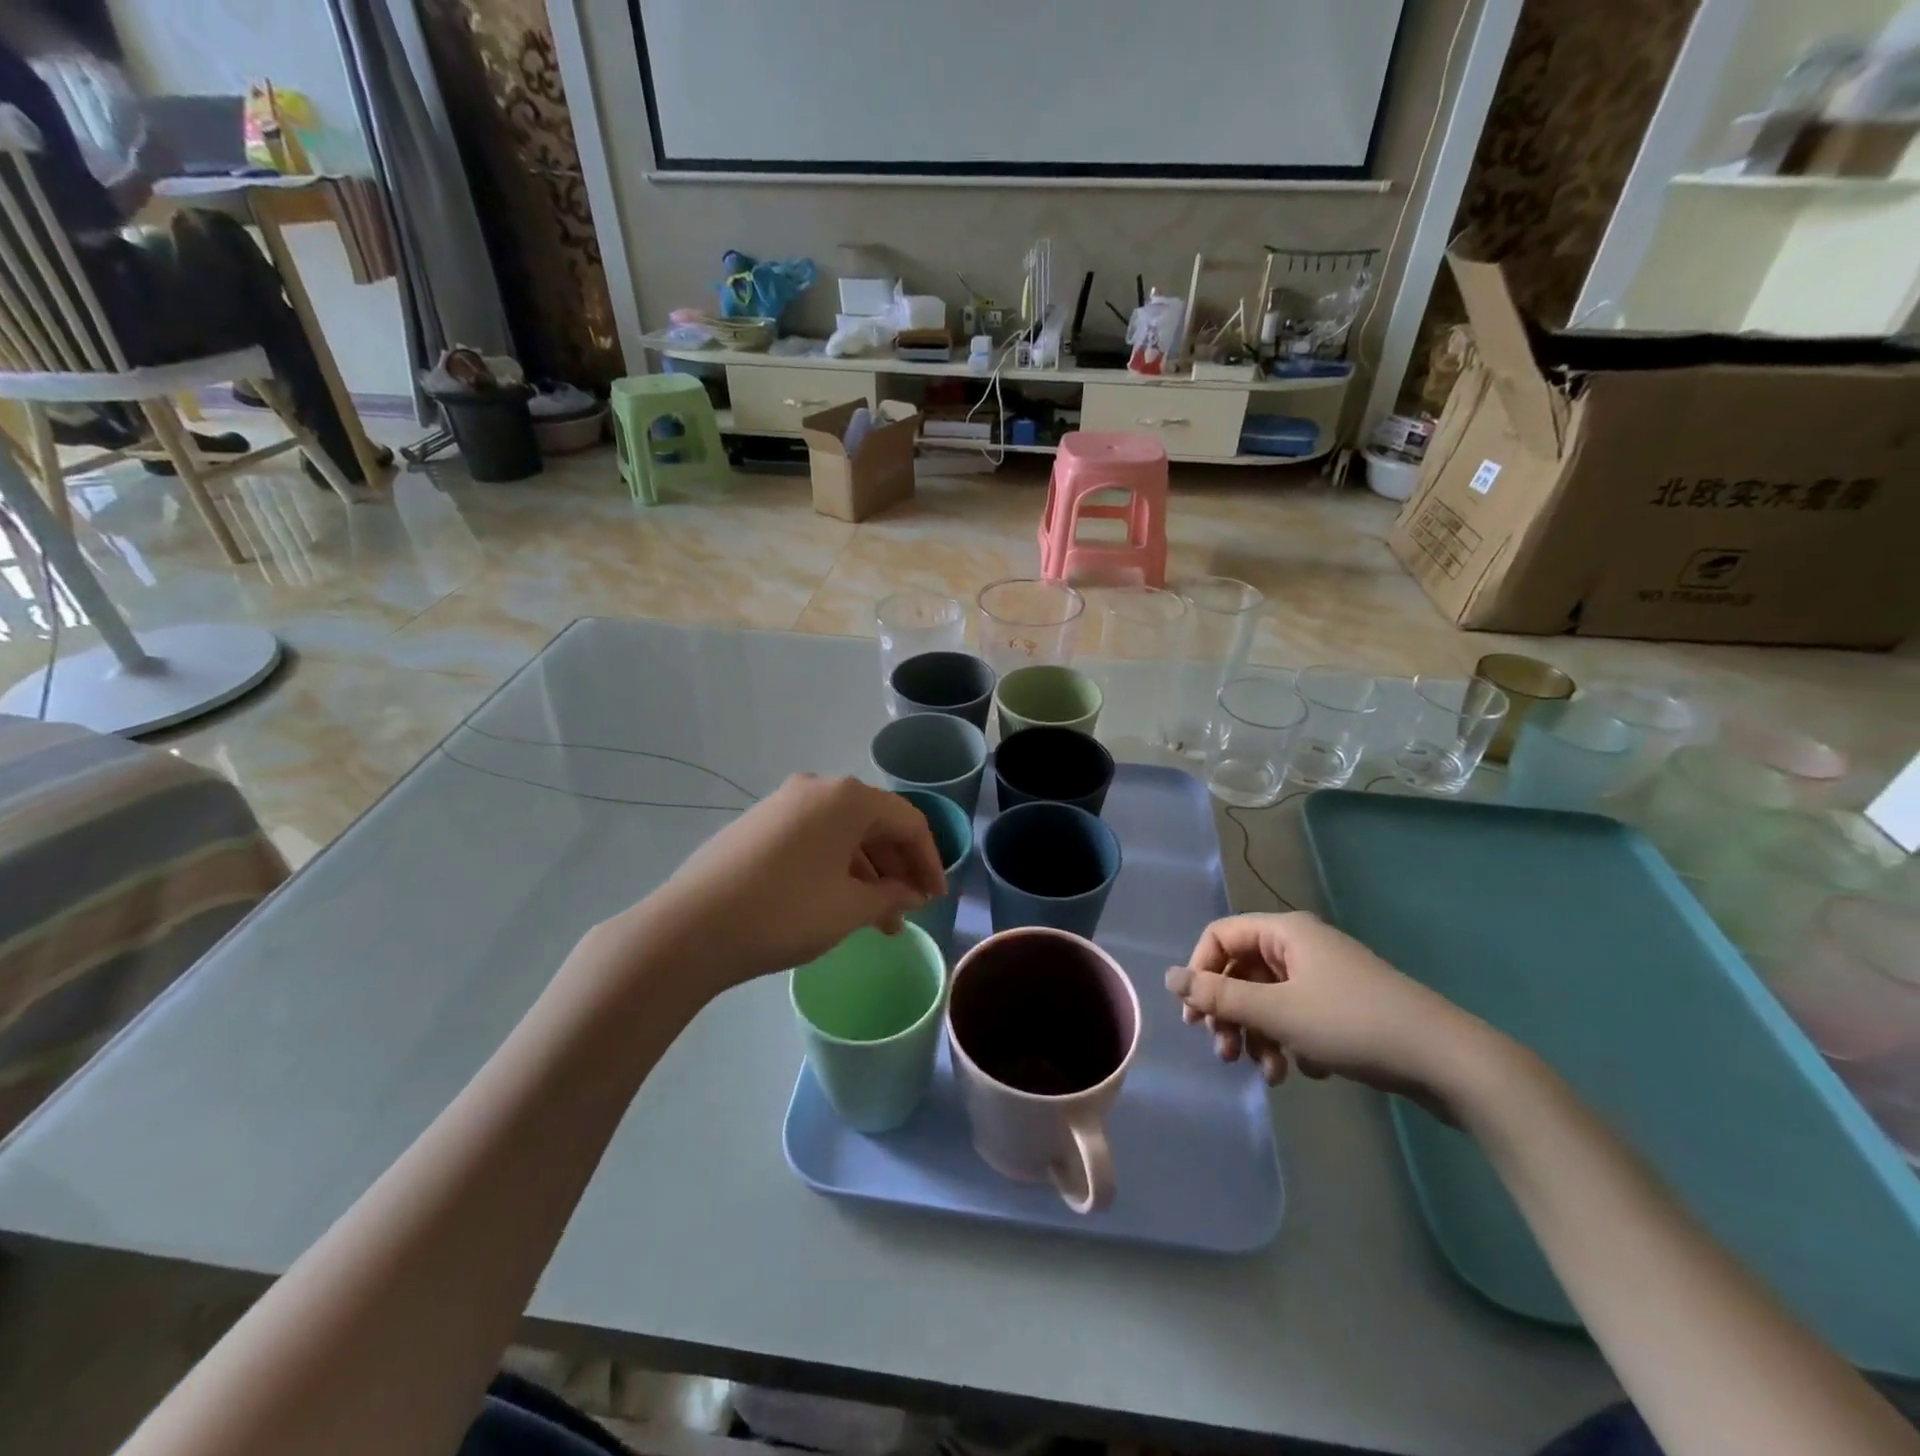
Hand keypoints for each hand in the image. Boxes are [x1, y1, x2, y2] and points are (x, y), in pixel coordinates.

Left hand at [634, 775, 945, 992]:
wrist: (690, 928)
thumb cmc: (785, 912)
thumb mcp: (850, 908)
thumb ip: (891, 896)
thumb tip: (910, 893)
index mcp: (847, 798)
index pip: (908, 821)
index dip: (929, 861)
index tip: (937, 899)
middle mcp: (817, 788)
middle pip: (875, 823)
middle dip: (898, 868)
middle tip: (909, 910)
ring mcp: (783, 803)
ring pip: (843, 833)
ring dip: (867, 872)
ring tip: (876, 919)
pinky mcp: (758, 824)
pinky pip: (814, 838)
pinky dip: (836, 866)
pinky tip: (837, 901)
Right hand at [1166, 912, 1492, 1120]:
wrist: (1447, 1062)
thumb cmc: (1352, 1024)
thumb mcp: (1277, 1012)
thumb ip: (1219, 997)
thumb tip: (1169, 977)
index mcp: (1285, 932)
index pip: (1220, 937)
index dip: (1200, 973)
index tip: (1195, 1018)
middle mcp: (1302, 946)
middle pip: (1242, 971)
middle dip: (1230, 1014)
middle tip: (1225, 1054)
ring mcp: (1325, 976)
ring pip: (1269, 999)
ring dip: (1258, 1035)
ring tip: (1270, 1074)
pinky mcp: (1344, 1006)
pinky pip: (1297, 1015)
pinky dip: (1289, 1041)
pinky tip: (1305, 1071)